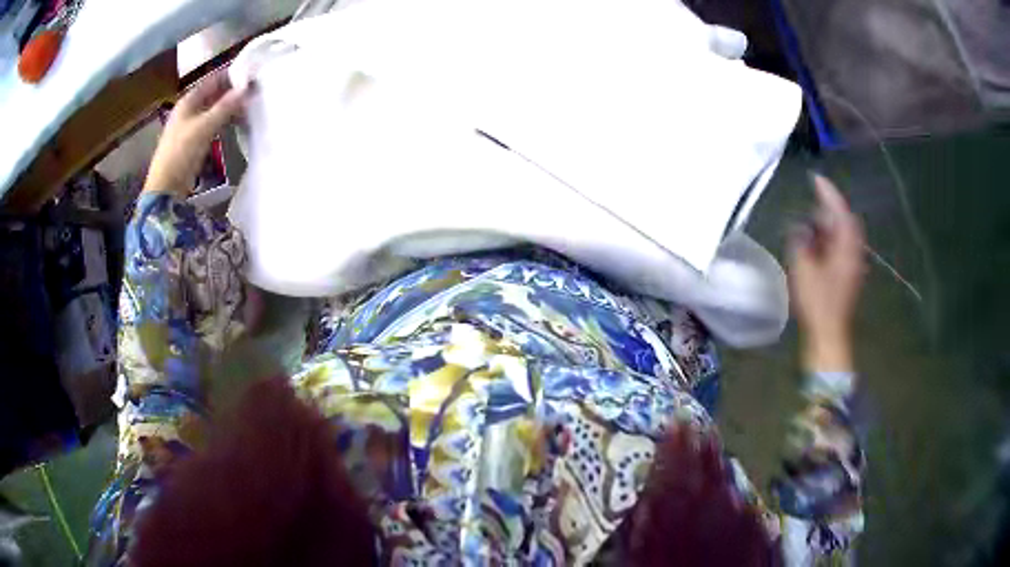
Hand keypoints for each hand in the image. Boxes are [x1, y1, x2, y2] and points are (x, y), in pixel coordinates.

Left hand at [143, 69, 249, 196]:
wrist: (166, 188)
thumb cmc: (181, 153)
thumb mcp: (205, 127)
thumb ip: (226, 106)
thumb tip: (247, 87)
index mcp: (189, 100)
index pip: (214, 80)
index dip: (232, 76)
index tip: (252, 75)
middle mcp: (190, 109)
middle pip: (215, 95)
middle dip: (233, 93)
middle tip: (255, 93)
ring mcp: (191, 126)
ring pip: (215, 110)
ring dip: (230, 109)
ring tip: (250, 108)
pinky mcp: (194, 141)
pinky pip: (213, 125)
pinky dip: (225, 122)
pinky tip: (237, 125)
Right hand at [789, 175, 865, 372]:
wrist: (829, 334)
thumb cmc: (817, 303)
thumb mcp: (803, 270)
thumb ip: (801, 244)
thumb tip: (799, 229)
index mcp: (846, 248)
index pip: (840, 212)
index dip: (828, 193)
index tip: (816, 177)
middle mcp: (853, 253)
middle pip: (846, 222)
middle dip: (830, 209)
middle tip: (813, 202)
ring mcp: (852, 265)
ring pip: (844, 235)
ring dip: (830, 225)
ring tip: (812, 223)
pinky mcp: (848, 275)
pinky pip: (842, 248)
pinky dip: (831, 239)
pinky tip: (818, 244)